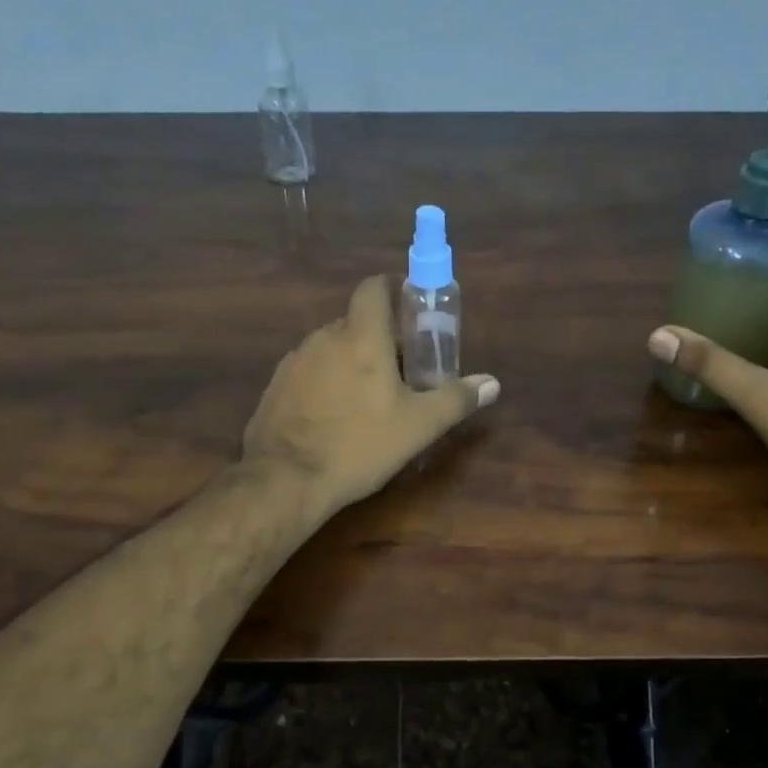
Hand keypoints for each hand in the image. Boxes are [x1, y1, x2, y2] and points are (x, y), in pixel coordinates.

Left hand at [244, 276, 499, 514]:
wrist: (286, 479)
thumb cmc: (359, 445)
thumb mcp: (418, 426)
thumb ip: (456, 399)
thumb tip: (492, 383)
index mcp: (361, 337)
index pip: (374, 287)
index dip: (393, 290)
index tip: (411, 312)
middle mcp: (323, 338)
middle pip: (355, 321)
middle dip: (379, 337)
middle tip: (400, 369)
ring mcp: (294, 362)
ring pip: (330, 348)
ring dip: (350, 361)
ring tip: (367, 398)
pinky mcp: (275, 387)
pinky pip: (308, 372)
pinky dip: (325, 382)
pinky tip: (334, 416)